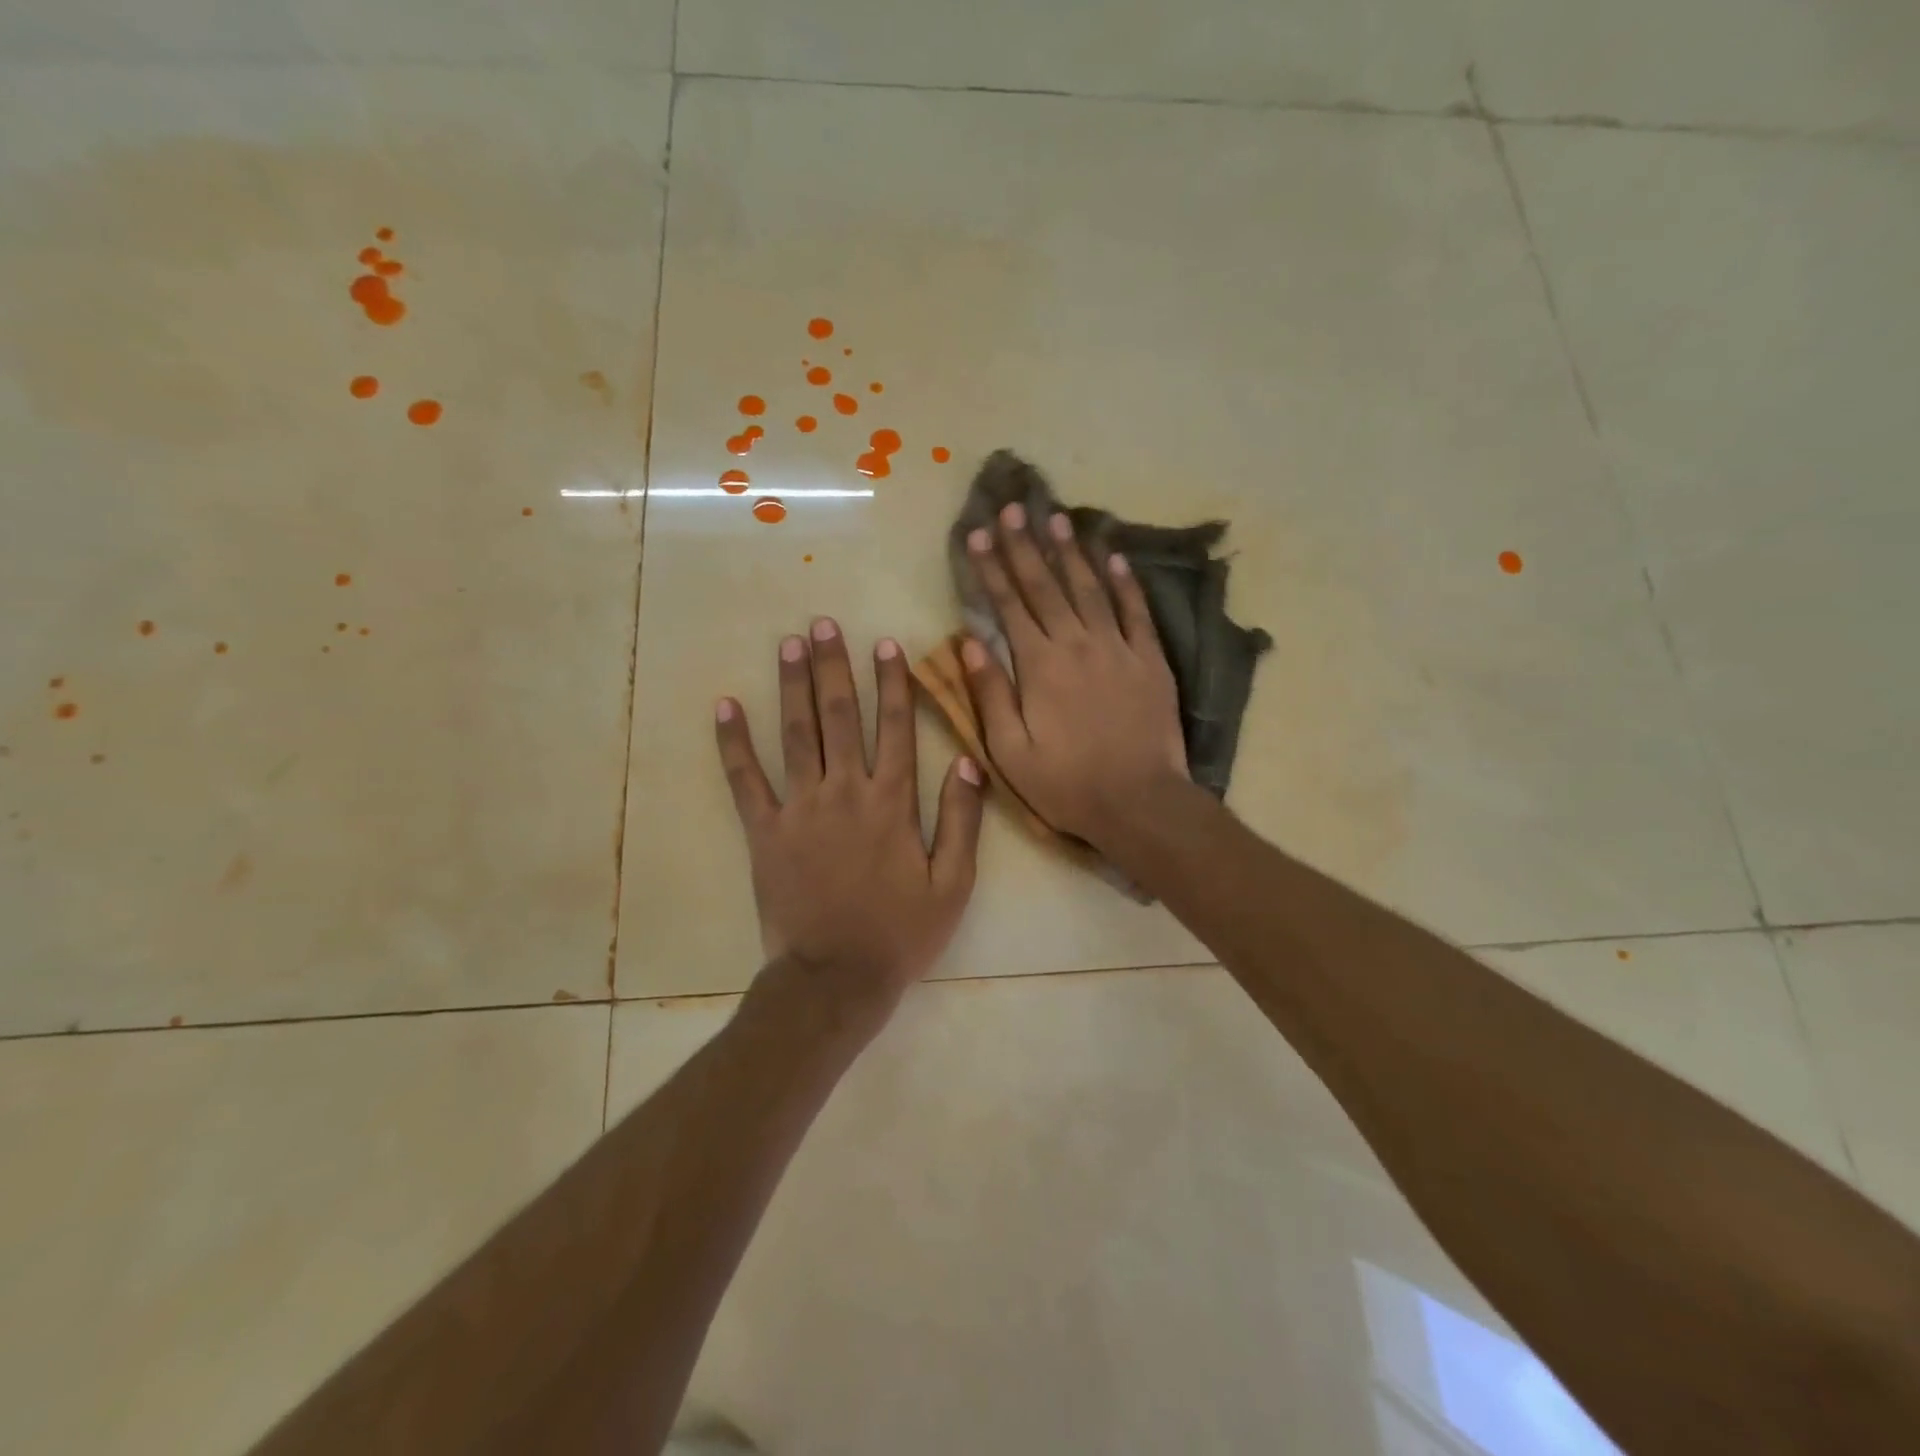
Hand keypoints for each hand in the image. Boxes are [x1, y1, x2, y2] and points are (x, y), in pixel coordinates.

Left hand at [715, 618, 983, 1012]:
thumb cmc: (900, 933)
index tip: (886, 643)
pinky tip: (725, 706)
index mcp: (891, 803)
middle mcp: (844, 792)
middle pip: (839, 717)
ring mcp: (799, 809)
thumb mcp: (952, 884)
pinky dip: (733, 743)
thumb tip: (966, 763)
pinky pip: (745, 780)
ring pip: (795, 735)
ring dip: (792, 686)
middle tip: (823, 623)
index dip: (892, 683)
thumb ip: (962, 821)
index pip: (895, 728)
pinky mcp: (764, 832)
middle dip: (834, 667)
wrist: (836, 979)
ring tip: (788, 644)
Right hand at [961, 503, 1190, 846]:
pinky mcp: (1150, 660)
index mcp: (1039, 666)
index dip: (991, 569)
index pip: (1009, 606)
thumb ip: (990, 693)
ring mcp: (1118, 648)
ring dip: (1071, 552)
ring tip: (1057, 518)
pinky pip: (1136, 611)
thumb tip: (968, 642)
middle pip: (1046, 586)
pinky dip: (1125, 582)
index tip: (978, 535)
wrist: (1139, 802)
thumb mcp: (1011, 751)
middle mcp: (1077, 644)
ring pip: (1090, 588)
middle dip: (1025, 546)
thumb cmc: (1067, 784)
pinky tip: (1114, 557)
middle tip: (1013, 508)